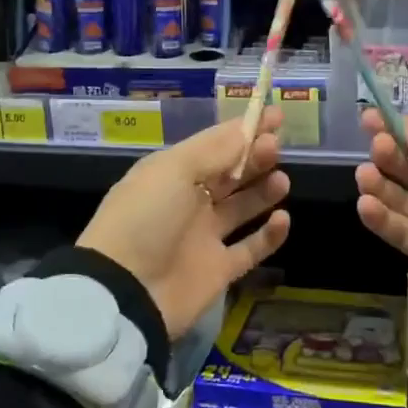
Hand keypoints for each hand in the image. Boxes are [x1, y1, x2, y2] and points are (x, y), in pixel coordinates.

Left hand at [78, 108, 291, 335]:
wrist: (125, 291)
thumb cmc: (145, 218)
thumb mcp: (173, 171)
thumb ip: (214, 150)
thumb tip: (246, 130)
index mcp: (172, 173)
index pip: (214, 144)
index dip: (243, 129)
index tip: (276, 116)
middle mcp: (189, 201)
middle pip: (230, 173)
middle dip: (254, 156)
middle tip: (276, 148)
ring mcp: (204, 237)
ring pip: (242, 207)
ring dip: (263, 190)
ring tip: (281, 180)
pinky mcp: (218, 270)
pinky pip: (250, 248)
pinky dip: (269, 235)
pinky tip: (282, 218)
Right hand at [354, 108, 407, 313]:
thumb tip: (399, 127)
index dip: (400, 130)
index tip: (368, 120)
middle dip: (391, 155)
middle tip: (377, 148)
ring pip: (403, 200)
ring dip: (380, 185)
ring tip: (365, 175)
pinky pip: (402, 232)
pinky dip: (381, 219)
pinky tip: (365, 203)